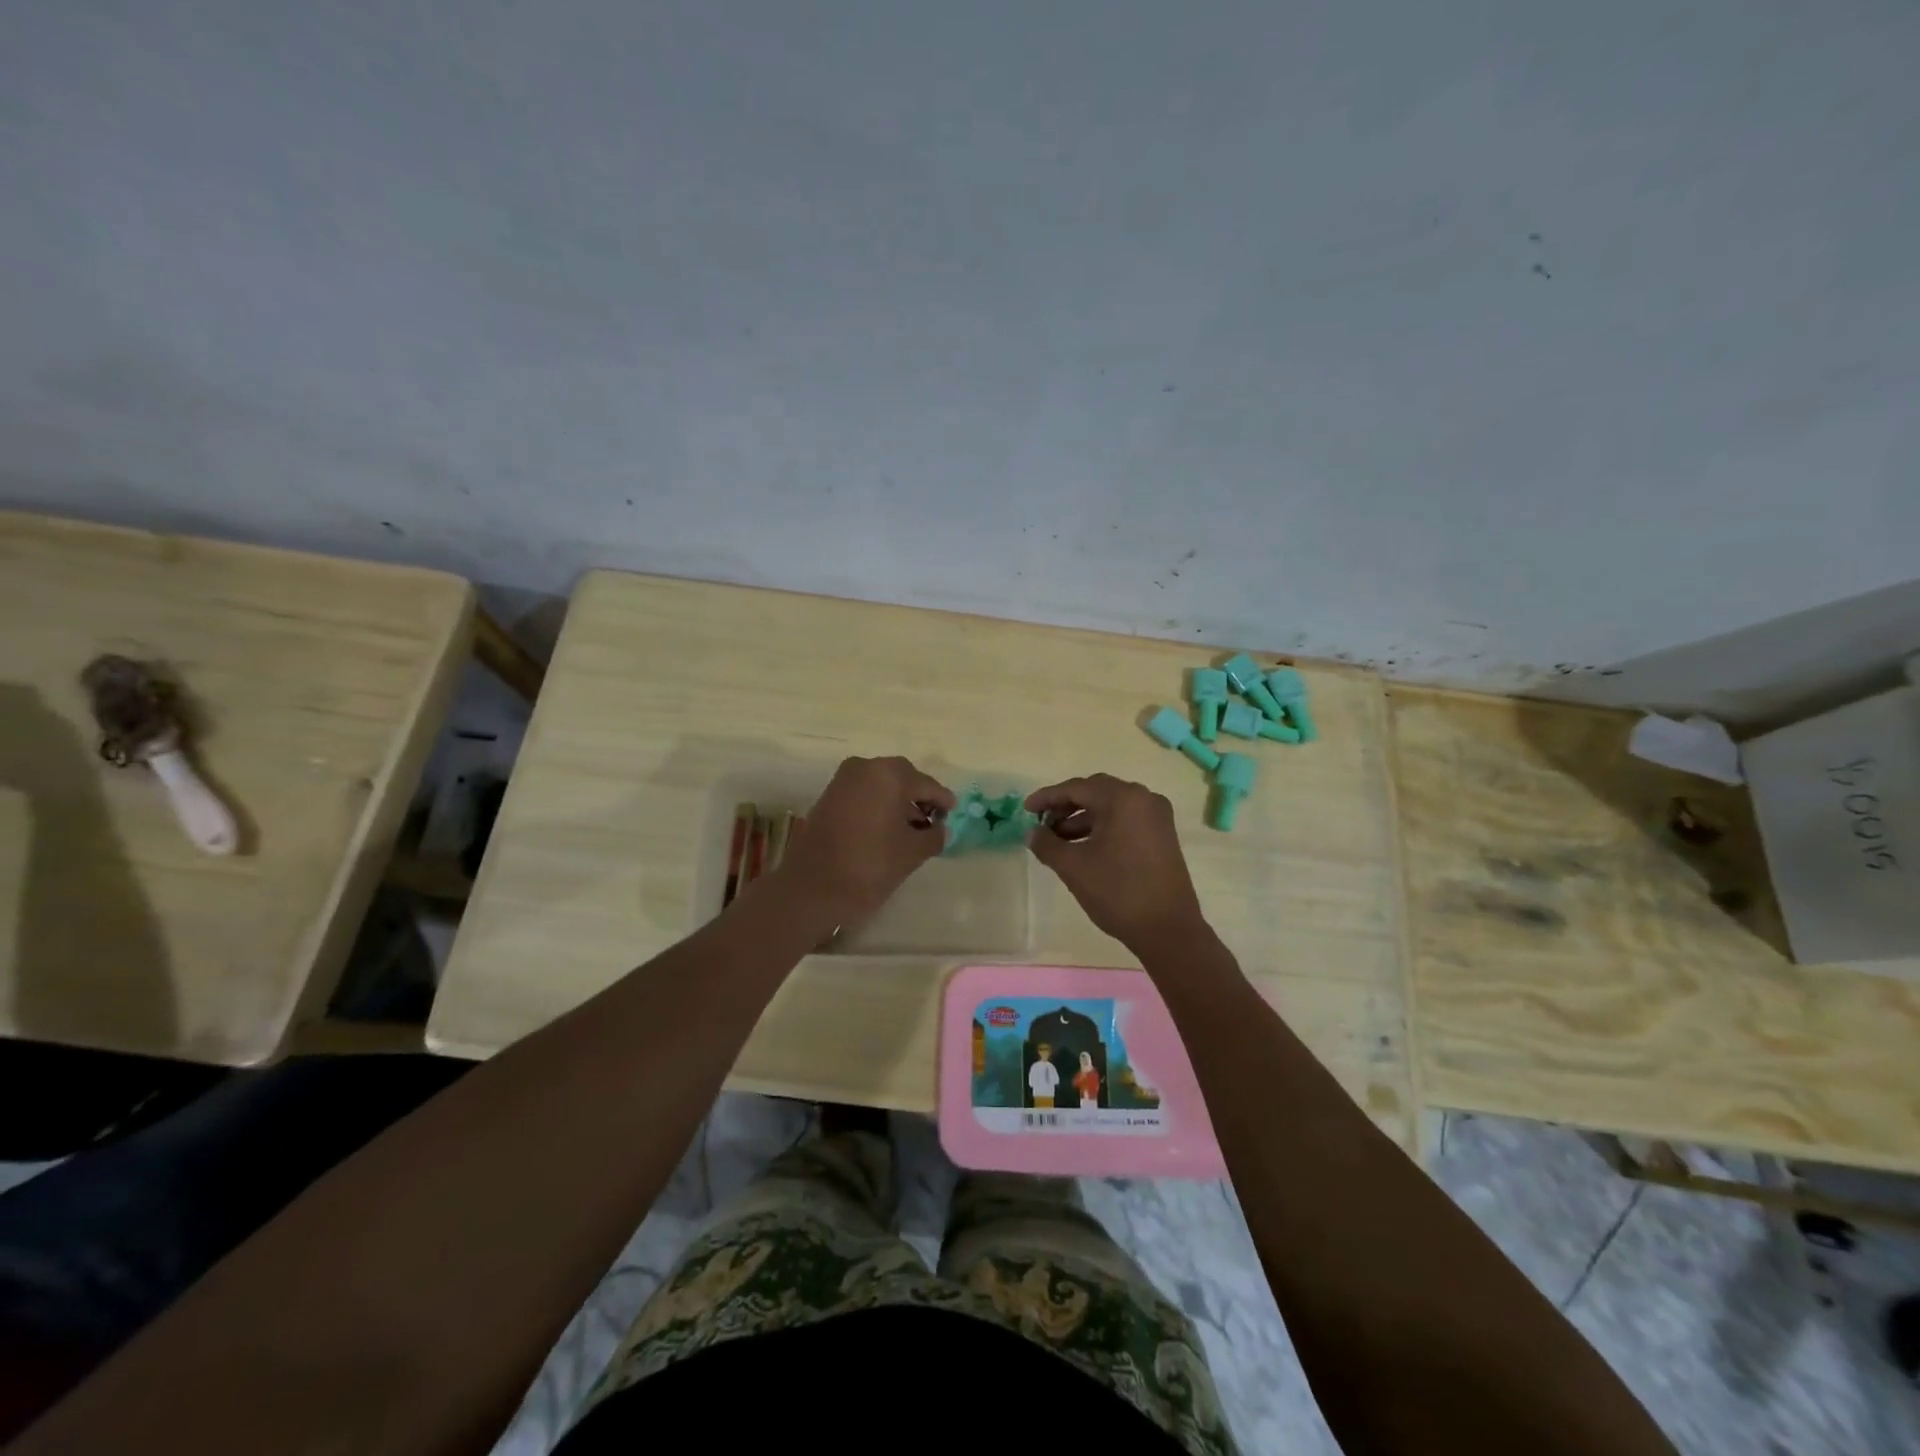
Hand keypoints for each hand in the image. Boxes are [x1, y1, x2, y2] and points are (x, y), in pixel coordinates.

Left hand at [774, 756, 954, 924]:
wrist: (811, 888)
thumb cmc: (869, 866)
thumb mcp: (912, 853)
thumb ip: (933, 836)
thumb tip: (941, 829)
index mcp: (890, 775)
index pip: (926, 784)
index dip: (942, 800)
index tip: (953, 813)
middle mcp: (865, 767)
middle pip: (902, 777)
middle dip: (918, 797)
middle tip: (932, 820)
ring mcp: (843, 780)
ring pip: (880, 784)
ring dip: (897, 800)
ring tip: (910, 828)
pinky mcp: (828, 796)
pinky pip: (863, 793)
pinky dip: (877, 804)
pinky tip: (886, 828)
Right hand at [1025, 774, 1206, 951]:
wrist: (1168, 929)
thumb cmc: (1118, 892)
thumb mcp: (1073, 867)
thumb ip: (1046, 844)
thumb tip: (1032, 832)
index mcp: (1123, 798)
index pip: (1076, 788)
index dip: (1047, 797)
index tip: (1026, 810)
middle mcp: (1143, 798)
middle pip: (1095, 792)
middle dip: (1065, 806)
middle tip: (1042, 823)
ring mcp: (1157, 816)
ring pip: (1111, 807)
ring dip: (1083, 818)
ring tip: (1058, 840)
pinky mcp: (1162, 834)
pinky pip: (1125, 819)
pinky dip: (1102, 827)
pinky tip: (1084, 847)